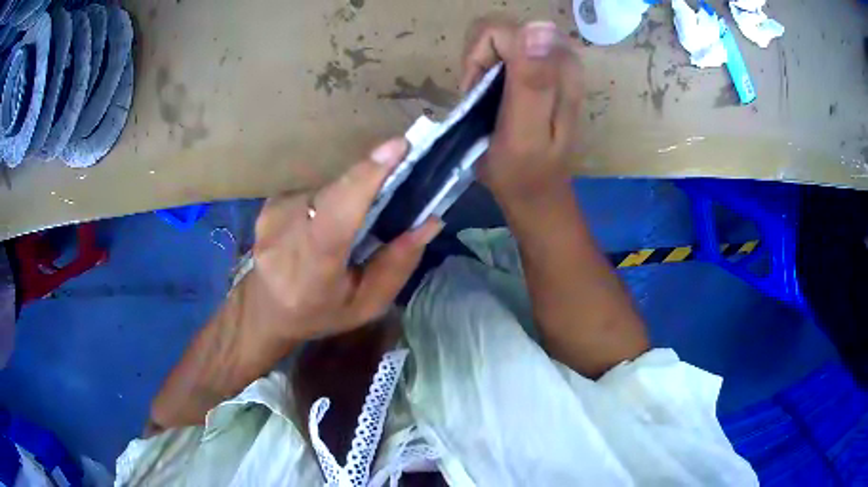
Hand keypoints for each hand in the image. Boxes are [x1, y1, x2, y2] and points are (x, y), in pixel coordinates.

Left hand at [251, 138, 441, 342]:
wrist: (266, 310)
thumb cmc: (320, 313)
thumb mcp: (367, 305)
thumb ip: (397, 265)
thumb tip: (429, 221)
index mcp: (312, 272)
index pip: (337, 217)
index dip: (366, 178)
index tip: (398, 147)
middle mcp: (284, 239)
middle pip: (336, 193)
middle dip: (368, 182)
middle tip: (390, 185)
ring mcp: (271, 218)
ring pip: (326, 190)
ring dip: (346, 198)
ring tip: (346, 226)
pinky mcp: (267, 206)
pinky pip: (311, 191)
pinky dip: (326, 201)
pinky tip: (320, 224)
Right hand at [461, 18, 581, 200]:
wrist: (536, 192)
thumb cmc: (523, 171)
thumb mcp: (525, 131)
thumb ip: (532, 80)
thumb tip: (536, 28)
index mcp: (559, 68)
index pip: (503, 31)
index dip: (479, 58)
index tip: (477, 92)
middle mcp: (560, 56)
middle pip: (502, 31)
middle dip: (480, 61)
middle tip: (481, 97)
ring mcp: (551, 62)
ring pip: (500, 39)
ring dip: (483, 66)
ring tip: (486, 99)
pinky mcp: (542, 70)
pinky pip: (503, 51)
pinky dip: (489, 69)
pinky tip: (493, 95)